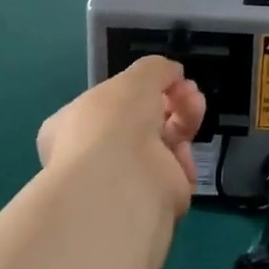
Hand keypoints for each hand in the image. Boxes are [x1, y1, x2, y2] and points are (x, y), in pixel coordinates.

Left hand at [37, 58, 206, 212]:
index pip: (106, 102)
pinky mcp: (151, 200)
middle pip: (141, 120)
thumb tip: (173, 74)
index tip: (164, 79)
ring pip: (162, 143)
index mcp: (72, 125)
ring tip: (195, 106)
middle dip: (170, 100)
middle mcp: (94, 153)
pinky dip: (184, 159)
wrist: (122, 183)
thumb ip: (157, 69)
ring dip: (183, 120)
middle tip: (189, 91)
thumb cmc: (115, 122)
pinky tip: (186, 148)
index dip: (136, 89)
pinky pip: (173, 171)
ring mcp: (123, 179)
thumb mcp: (136, 77)